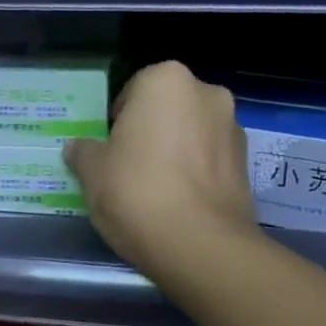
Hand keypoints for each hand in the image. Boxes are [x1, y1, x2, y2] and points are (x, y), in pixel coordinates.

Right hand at [63, 61, 257, 278]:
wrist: (200, 245)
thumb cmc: (137, 192)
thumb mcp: (92, 172)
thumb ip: (84, 152)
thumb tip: (78, 148)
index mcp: (166, 80)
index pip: (133, 90)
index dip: (117, 121)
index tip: (109, 149)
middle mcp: (207, 93)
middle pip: (168, 109)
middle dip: (151, 132)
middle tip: (130, 168)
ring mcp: (233, 128)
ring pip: (193, 134)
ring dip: (177, 152)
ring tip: (156, 190)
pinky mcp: (248, 165)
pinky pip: (211, 161)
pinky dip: (197, 174)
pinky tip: (180, 204)